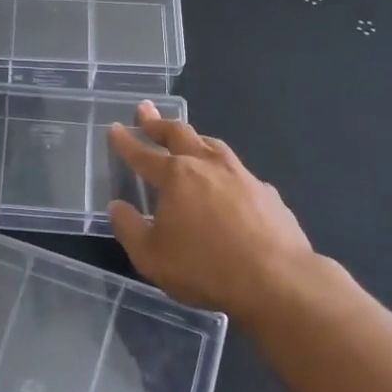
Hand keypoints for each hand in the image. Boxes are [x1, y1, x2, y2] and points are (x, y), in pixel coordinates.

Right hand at [107, 102, 314, 322]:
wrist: (277, 280)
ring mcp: (242, 175)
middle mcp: (208, 165)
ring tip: (186, 136)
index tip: (115, 127)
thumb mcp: (150, 256)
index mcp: (176, 176)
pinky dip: (223, 167)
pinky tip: (226, 180)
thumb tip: (117, 207)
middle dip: (158, 123)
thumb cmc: (204, 268)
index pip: (143, 153)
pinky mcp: (267, 192)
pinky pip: (238, 170)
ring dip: (193, 137)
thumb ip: (129, 228)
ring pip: (212, 144)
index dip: (126, 141)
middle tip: (146, 111)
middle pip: (179, 134)